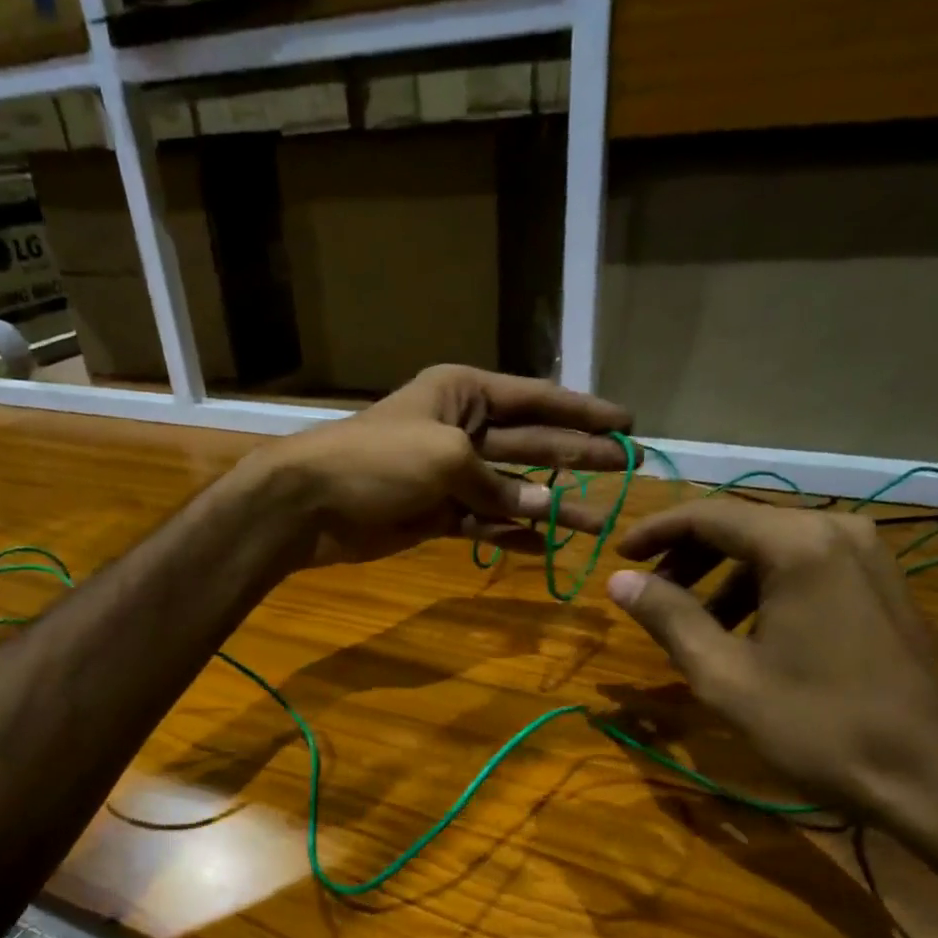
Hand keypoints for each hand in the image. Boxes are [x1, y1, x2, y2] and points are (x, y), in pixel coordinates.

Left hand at [243, 364, 634, 566]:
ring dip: (552, 505)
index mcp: (465, 393)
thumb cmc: (377, 460)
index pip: (536, 399)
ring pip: (512, 488)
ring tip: (598, 522)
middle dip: (578, 456)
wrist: (311, 503)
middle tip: (625, 468)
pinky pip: (485, 521)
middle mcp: (462, 428)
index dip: (583, 411)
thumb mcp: (446, 458)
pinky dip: (511, 532)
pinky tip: (545, 544)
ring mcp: (450, 474)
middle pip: (532, 442)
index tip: (626, 422)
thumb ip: (498, 483)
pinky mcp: (437, 512)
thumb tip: (543, 508)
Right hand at [605, 500, 937, 823]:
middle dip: (688, 555)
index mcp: (798, 545)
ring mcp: (870, 556)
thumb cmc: (817, 725)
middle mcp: (838, 531)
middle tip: (651, 593)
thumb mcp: (724, 675)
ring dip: (724, 575)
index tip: (618, 555)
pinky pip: (807, 565)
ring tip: (694, 622)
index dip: (656, 532)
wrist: (931, 777)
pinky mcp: (884, 584)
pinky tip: (746, 631)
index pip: (709, 515)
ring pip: (775, 546)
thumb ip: (668, 617)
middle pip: (743, 525)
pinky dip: (763, 586)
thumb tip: (620, 581)